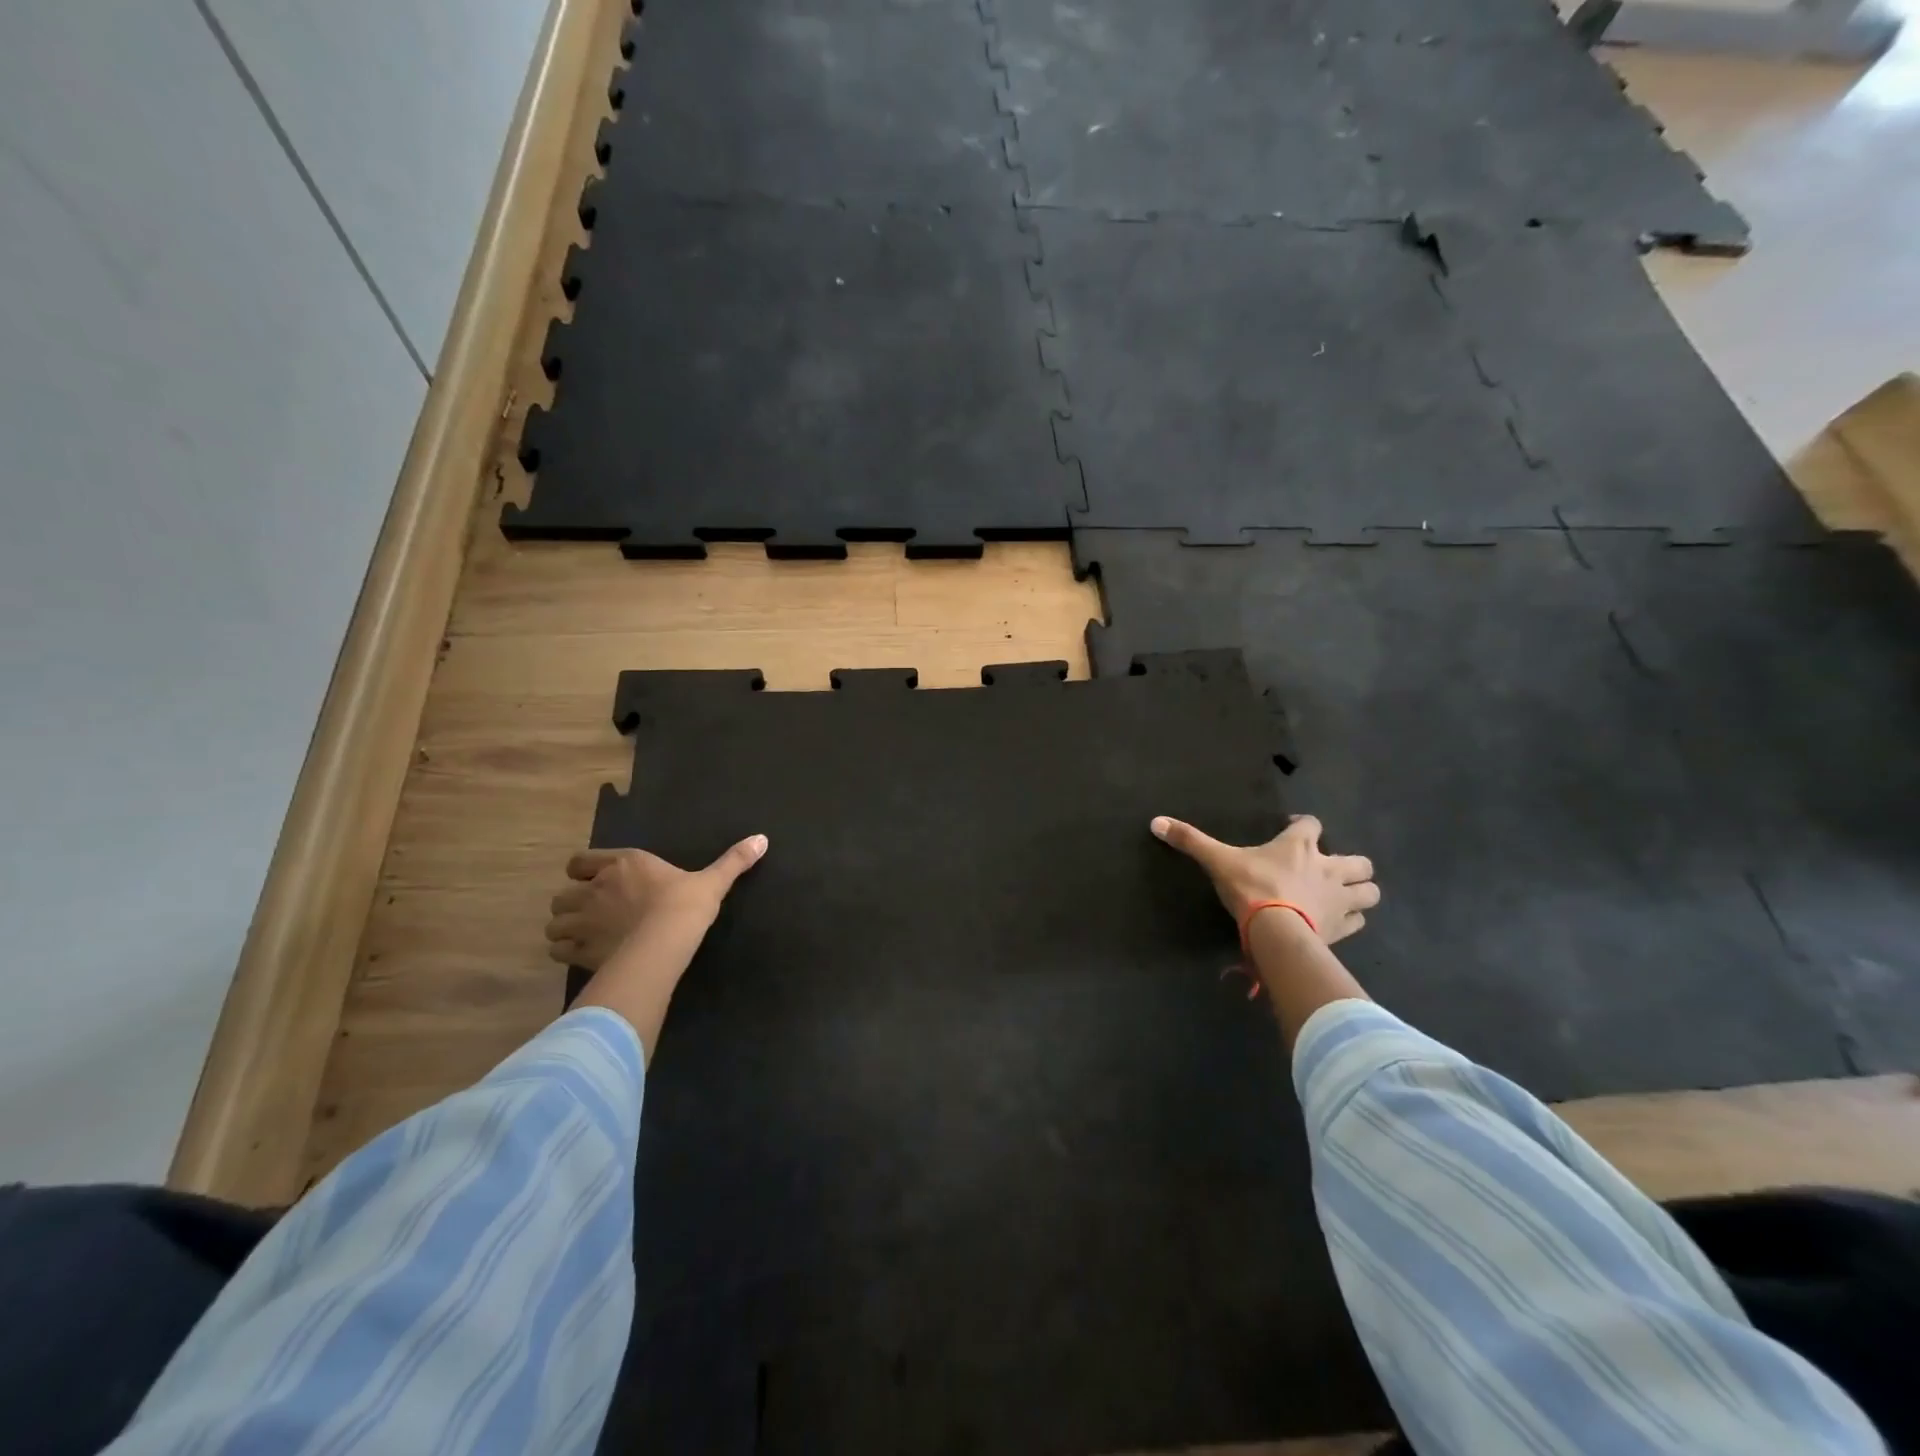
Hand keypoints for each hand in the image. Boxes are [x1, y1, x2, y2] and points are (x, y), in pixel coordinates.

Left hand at [545, 838, 766, 970]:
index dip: (582, 872)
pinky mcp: (579, 950)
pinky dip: (565, 953)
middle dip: (571, 904)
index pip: (579, 862)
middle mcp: (595, 888)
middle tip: (590, 915)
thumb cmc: (685, 905)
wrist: (665, 942)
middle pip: (562, 895)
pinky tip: (583, 957)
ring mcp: (583, 920)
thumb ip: (733, 861)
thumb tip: (762, 838)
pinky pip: (558, 951)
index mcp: (623, 864)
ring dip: (564, 929)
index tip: (594, 882)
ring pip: (555, 923)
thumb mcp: (712, 881)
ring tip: (583, 938)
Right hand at [1150, 814, 1378, 944]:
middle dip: (1351, 864)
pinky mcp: (1341, 928)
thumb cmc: (1250, 888)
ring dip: (1360, 892)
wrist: (1276, 931)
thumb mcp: (1217, 861)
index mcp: (1299, 847)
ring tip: (1343, 896)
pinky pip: (1358, 922)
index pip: (1312, 824)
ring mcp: (1340, 899)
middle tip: (1329, 869)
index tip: (1293, 829)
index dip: (1304, 825)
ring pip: (1369, 892)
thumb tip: (1155, 821)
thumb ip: (1190, 841)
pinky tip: (1338, 922)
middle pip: (1359, 861)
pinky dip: (1352, 920)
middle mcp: (1328, 868)